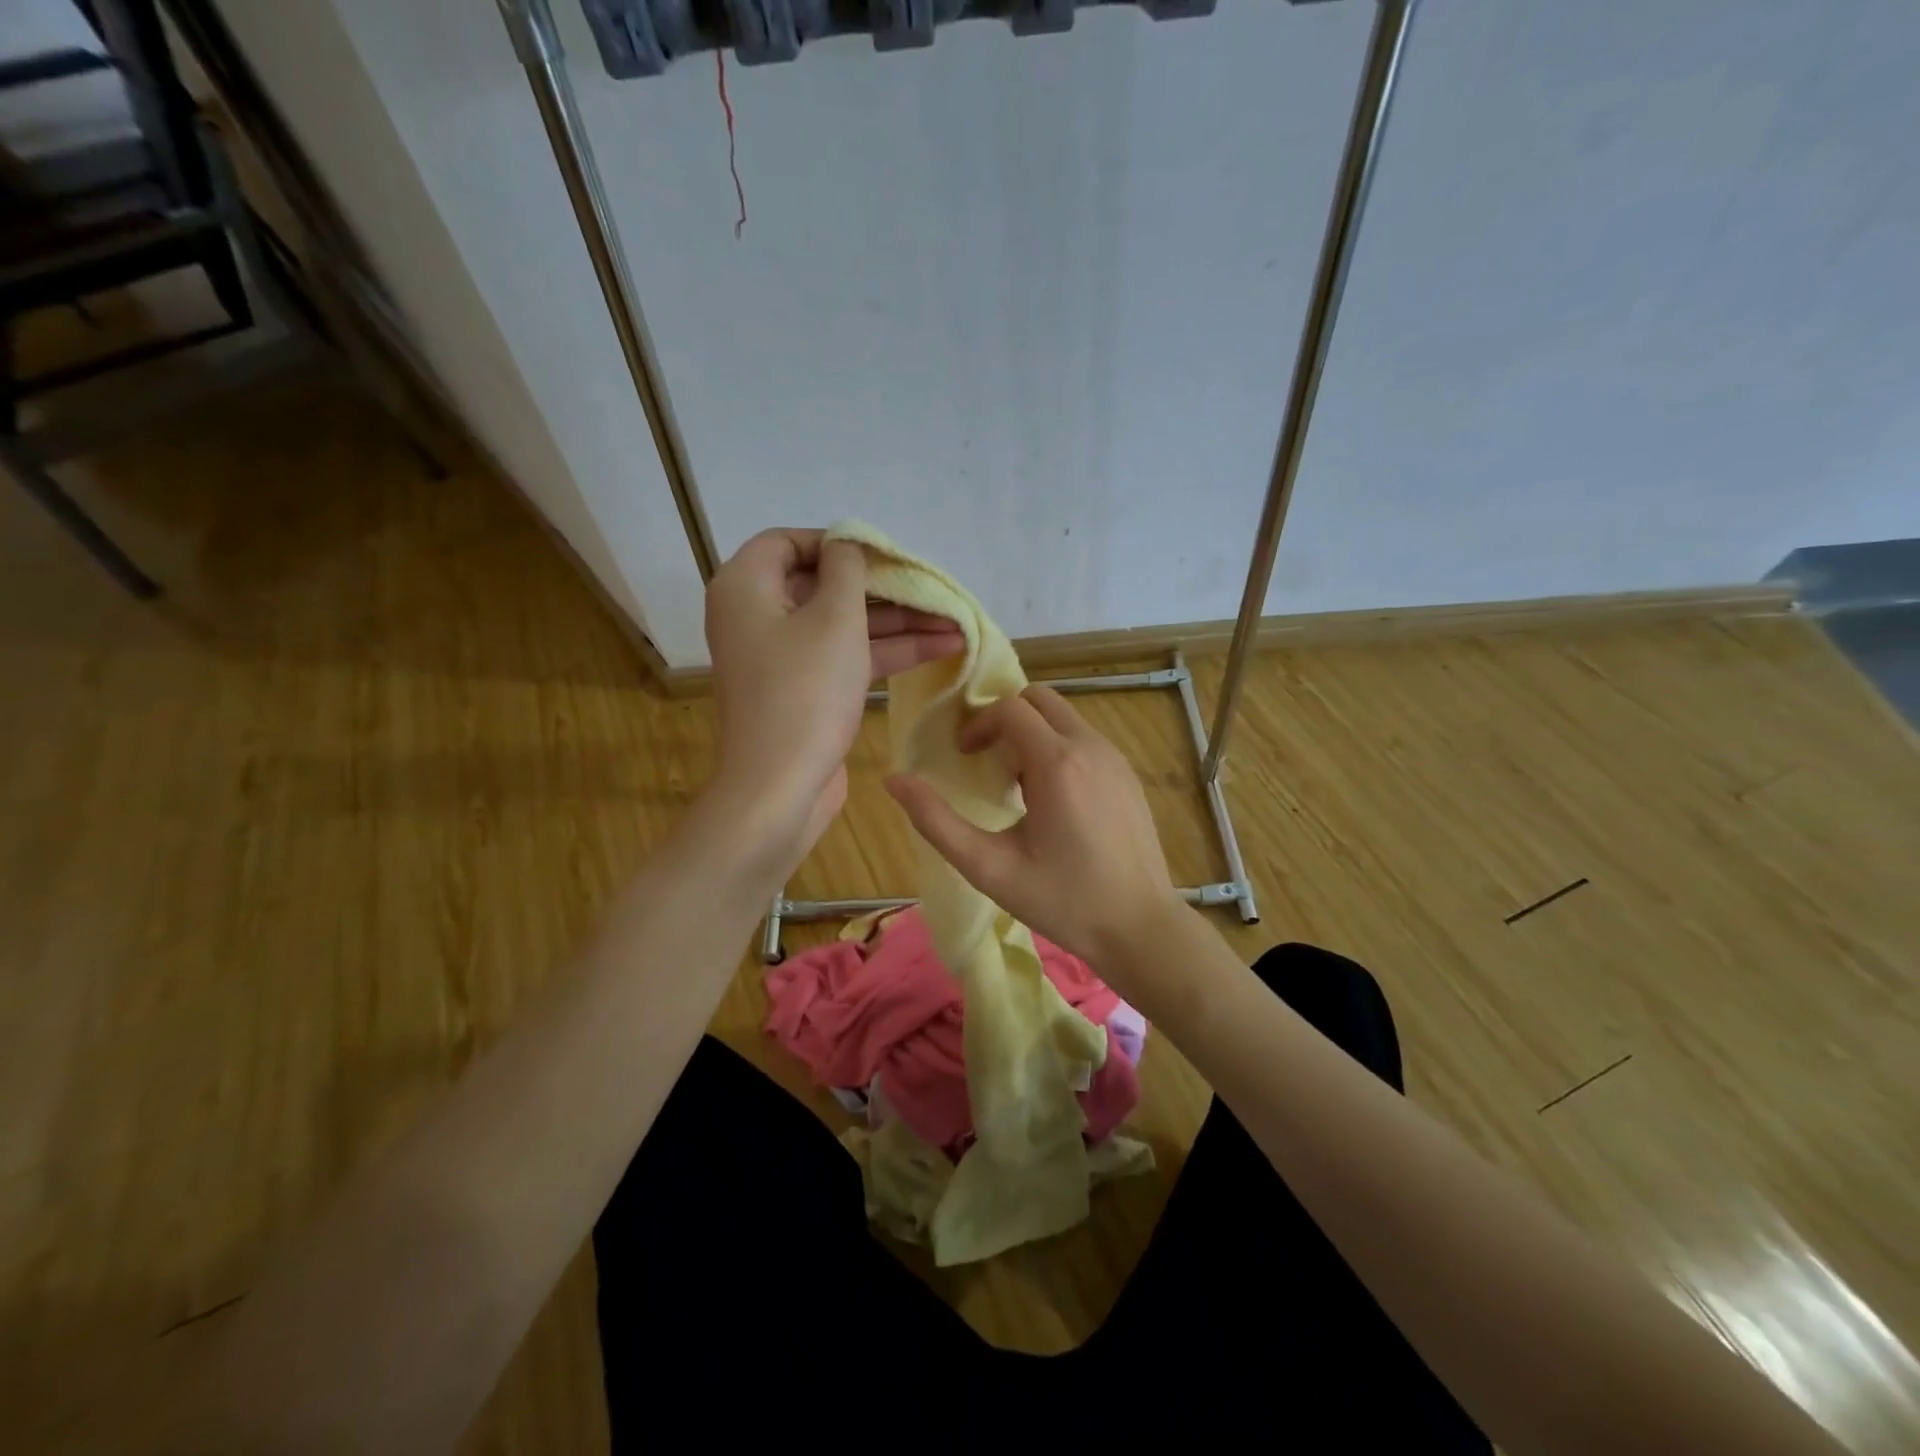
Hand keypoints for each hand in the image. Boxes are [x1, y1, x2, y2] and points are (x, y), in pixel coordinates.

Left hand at [705, 528, 962, 865]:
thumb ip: (847, 570)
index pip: (789, 541)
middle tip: (933, 588)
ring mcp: (782, 657)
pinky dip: (887, 652)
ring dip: (898, 622)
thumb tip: (847, 544)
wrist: (779, 788)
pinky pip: (846, 656)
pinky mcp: (804, 690)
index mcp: (746, 587)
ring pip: (843, 624)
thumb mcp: (834, 619)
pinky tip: (940, 648)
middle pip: (824, 585)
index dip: (838, 542)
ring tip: (956, 621)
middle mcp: (757, 616)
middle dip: (884, 588)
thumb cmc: (804, 692)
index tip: (884, 553)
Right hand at [884, 685, 1182, 969]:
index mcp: (1057, 762)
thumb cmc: (1063, 901)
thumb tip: (894, 780)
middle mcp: (1091, 746)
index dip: (978, 725)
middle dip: (1005, 719)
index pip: (1009, 707)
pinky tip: (1054, 802)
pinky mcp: (1128, 774)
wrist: (1140, 927)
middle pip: (1039, 699)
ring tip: (1018, 788)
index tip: (963, 758)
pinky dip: (1059, 749)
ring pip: (1064, 717)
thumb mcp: (989, 867)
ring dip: (1032, 734)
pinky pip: (1084, 740)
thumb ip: (936, 822)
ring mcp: (1115, 758)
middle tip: (986, 762)